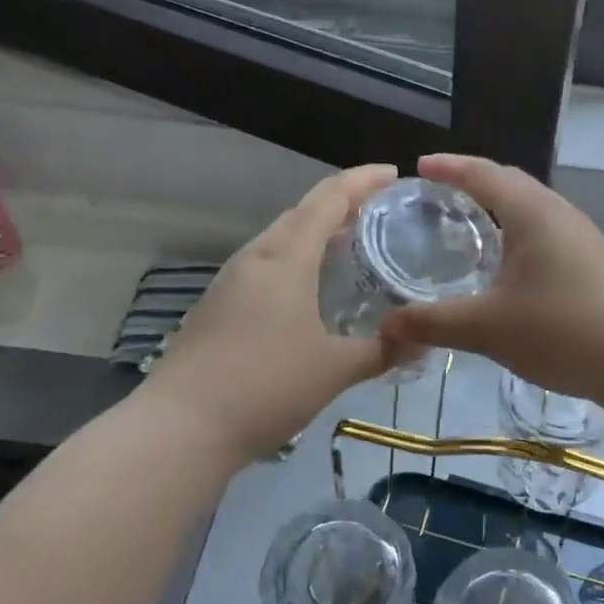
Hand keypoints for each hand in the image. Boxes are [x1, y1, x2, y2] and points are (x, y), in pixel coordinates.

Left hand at [142, 164, 404, 466]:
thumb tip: (424, 338)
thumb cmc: (265, 387)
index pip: (328, 198)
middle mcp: (256, 257)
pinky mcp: (218, 305)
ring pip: (281, 238)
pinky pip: (267, 264)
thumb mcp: (335, 370)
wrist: (179, 429)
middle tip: (382, 212)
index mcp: (286, 258)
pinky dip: (297, 259)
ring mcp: (231, 281)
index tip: (393, 174)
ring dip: (317, 231)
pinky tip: (312, 288)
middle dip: (342, 203)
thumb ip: (383, 350)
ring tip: (352, 245)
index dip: (362, 180)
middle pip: (302, 212)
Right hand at [379, 155, 603, 406]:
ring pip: (533, 208)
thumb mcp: (487, 327)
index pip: (484, 173)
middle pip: (511, 183)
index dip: (449, 166)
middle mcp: (560, 214)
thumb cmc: (560, 331)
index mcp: (533, 212)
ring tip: (469, 225)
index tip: (419, 166)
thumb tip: (386, 325)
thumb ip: (434, 322)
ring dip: (500, 208)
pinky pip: (547, 232)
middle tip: (438, 193)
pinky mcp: (595, 262)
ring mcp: (583, 237)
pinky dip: (518, 233)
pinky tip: (509, 266)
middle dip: (474, 182)